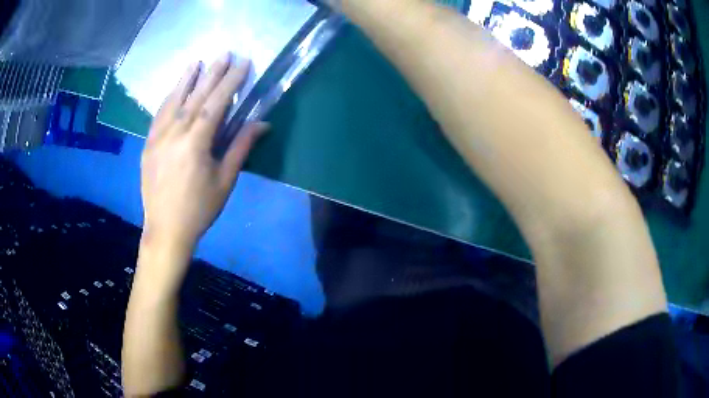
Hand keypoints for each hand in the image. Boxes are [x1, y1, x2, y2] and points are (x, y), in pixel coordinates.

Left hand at [140, 53, 267, 251]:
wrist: (165, 230)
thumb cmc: (199, 209)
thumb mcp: (225, 180)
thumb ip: (241, 147)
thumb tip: (262, 123)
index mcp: (195, 143)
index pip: (216, 103)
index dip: (231, 81)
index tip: (242, 63)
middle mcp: (174, 134)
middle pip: (195, 96)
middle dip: (211, 73)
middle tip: (224, 53)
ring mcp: (157, 138)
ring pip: (173, 101)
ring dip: (186, 80)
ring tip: (196, 62)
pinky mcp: (148, 145)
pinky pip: (158, 115)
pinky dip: (168, 98)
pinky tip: (174, 89)